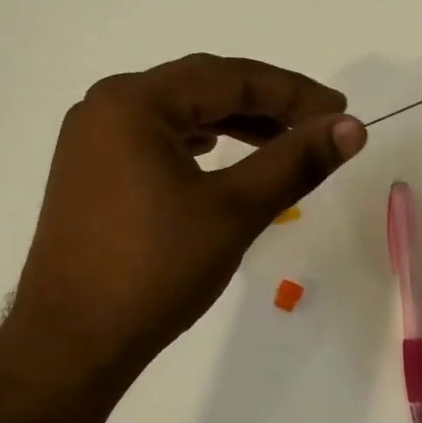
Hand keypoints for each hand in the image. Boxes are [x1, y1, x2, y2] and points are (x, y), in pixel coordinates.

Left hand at [2, 54, 365, 389]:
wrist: (71, 344)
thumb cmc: (154, 271)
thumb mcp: (234, 211)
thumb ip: (294, 162)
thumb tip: (351, 128)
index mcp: (134, 102)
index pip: (228, 78)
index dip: (292, 92)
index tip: (340, 109)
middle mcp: (105, 107)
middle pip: (200, 88)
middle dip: (264, 104)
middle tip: (317, 123)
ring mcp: (91, 140)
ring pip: (177, 114)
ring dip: (232, 122)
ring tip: (281, 141)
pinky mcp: (89, 172)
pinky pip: (154, 139)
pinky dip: (196, 143)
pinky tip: (219, 154)